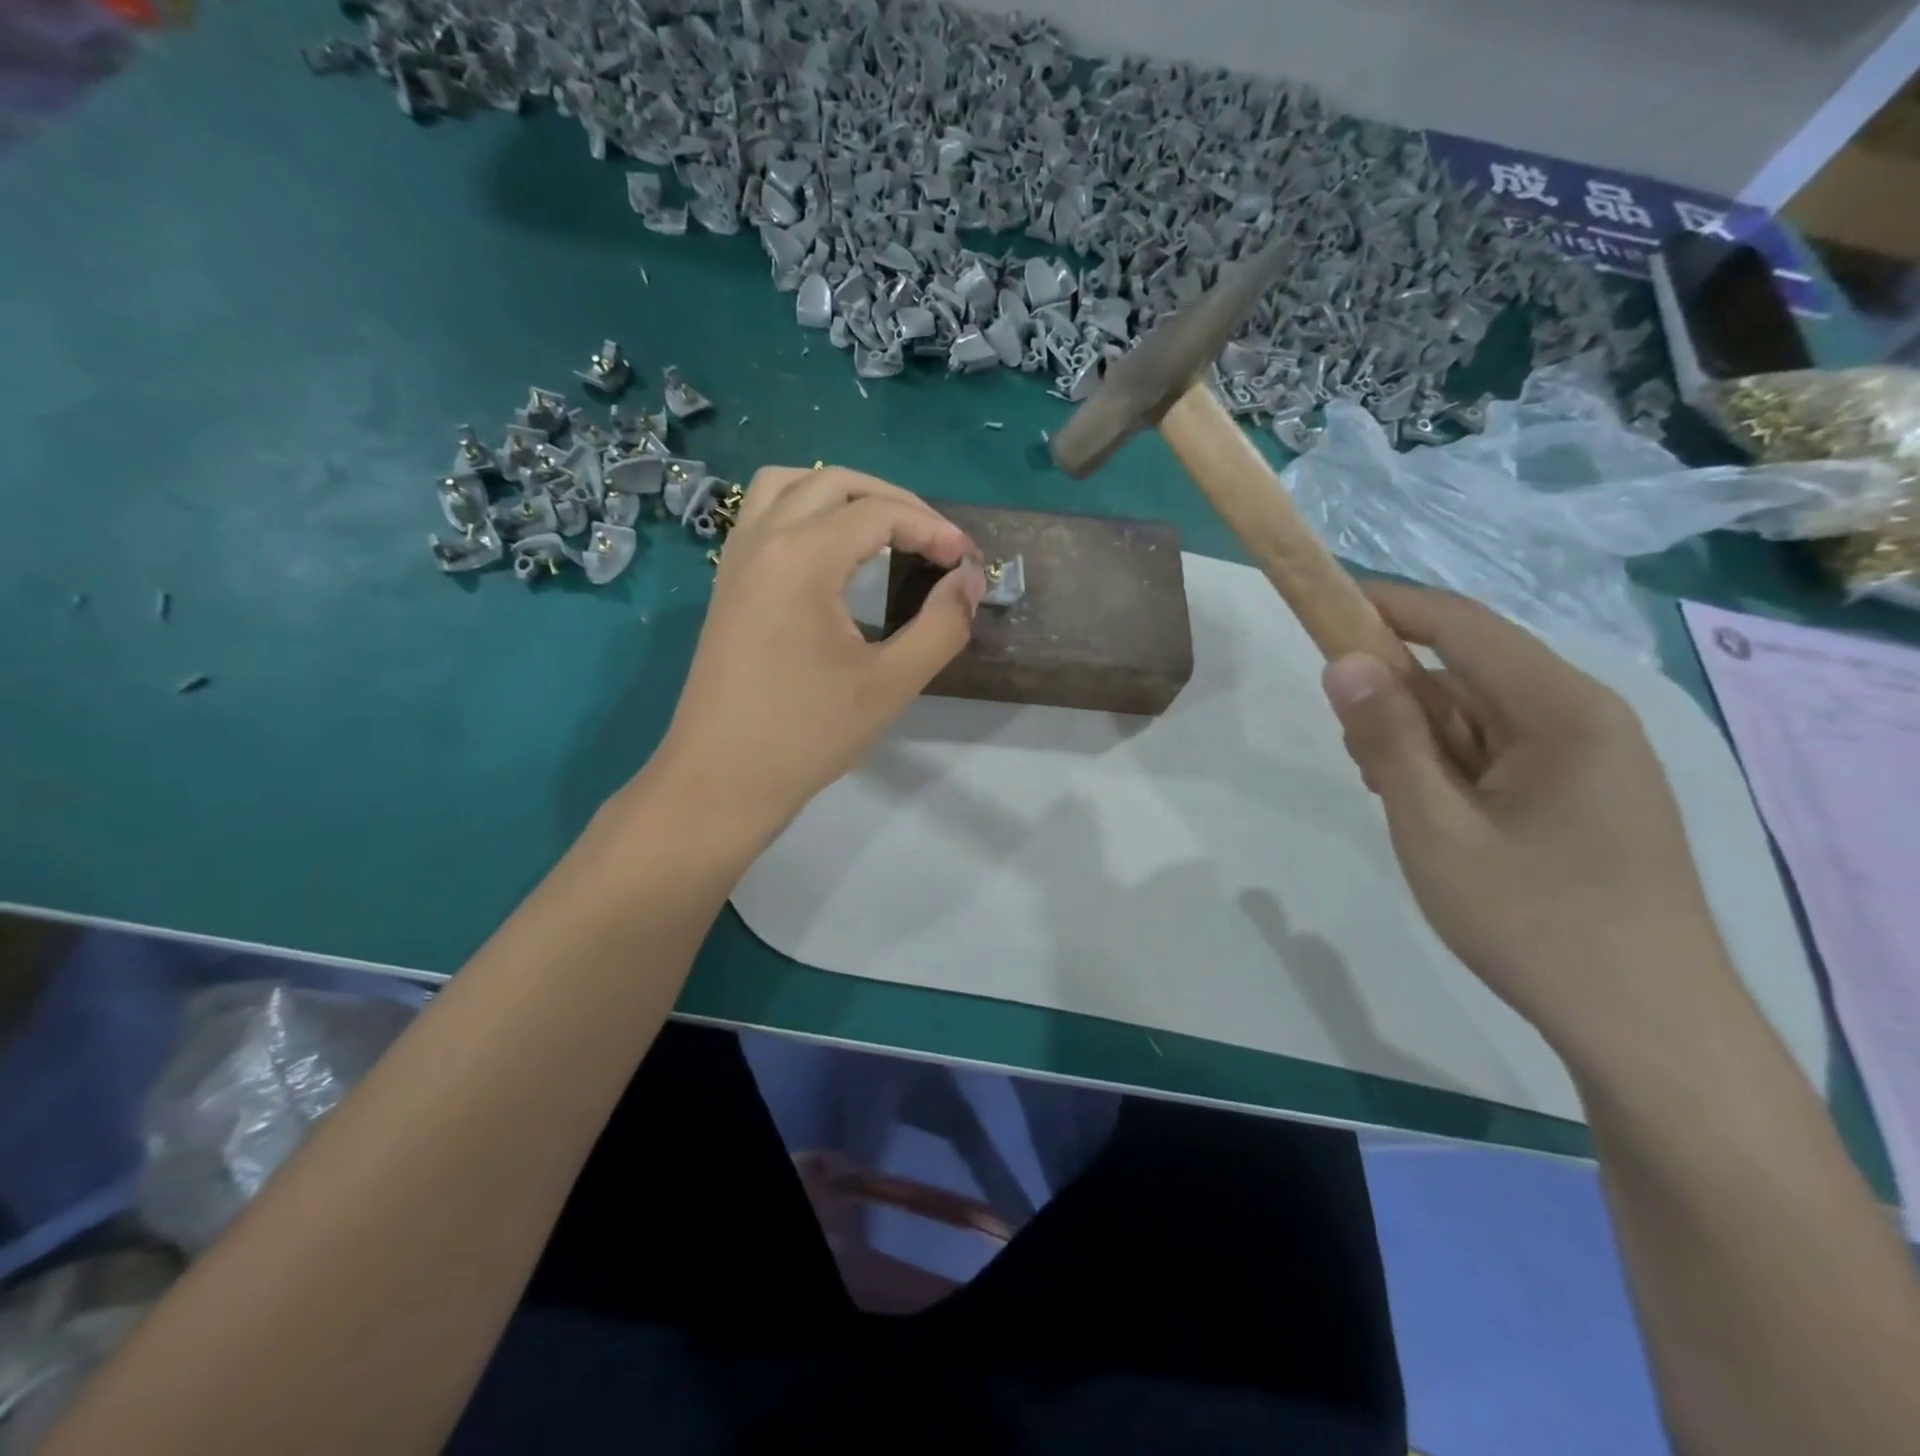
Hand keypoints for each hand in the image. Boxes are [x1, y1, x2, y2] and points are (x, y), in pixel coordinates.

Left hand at [648, 466, 986, 846]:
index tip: (969, 564)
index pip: (880, 513)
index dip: (935, 530)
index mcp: (801, 558)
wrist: (720, 781)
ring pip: (791, 484)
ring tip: (885, 530)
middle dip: (896, 502)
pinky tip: (832, 551)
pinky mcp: (726, 581)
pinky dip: (805, 509)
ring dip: (844, 495)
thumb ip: (941, 626)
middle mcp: (762, 539)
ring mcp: (736, 557)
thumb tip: (969, 581)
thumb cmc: (806, 736)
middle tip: (937, 544)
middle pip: (836, 483)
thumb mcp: (890, 685)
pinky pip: (764, 513)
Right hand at [1320, 582, 1738, 1058]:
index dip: (1388, 607)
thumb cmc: (1533, 922)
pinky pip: (1497, 754)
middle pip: (1469, 672)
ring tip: (1388, 793)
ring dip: (1420, 739)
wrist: (1646, 1030)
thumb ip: (1387, 740)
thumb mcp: (1435, 829)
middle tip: (1352, 749)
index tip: (1322, 606)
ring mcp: (1589, 761)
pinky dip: (1447, 767)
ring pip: (1479, 717)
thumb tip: (1344, 662)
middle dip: (1398, 694)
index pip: (1462, 626)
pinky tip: (1427, 811)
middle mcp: (1585, 720)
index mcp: (1563, 711)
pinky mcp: (1582, 796)